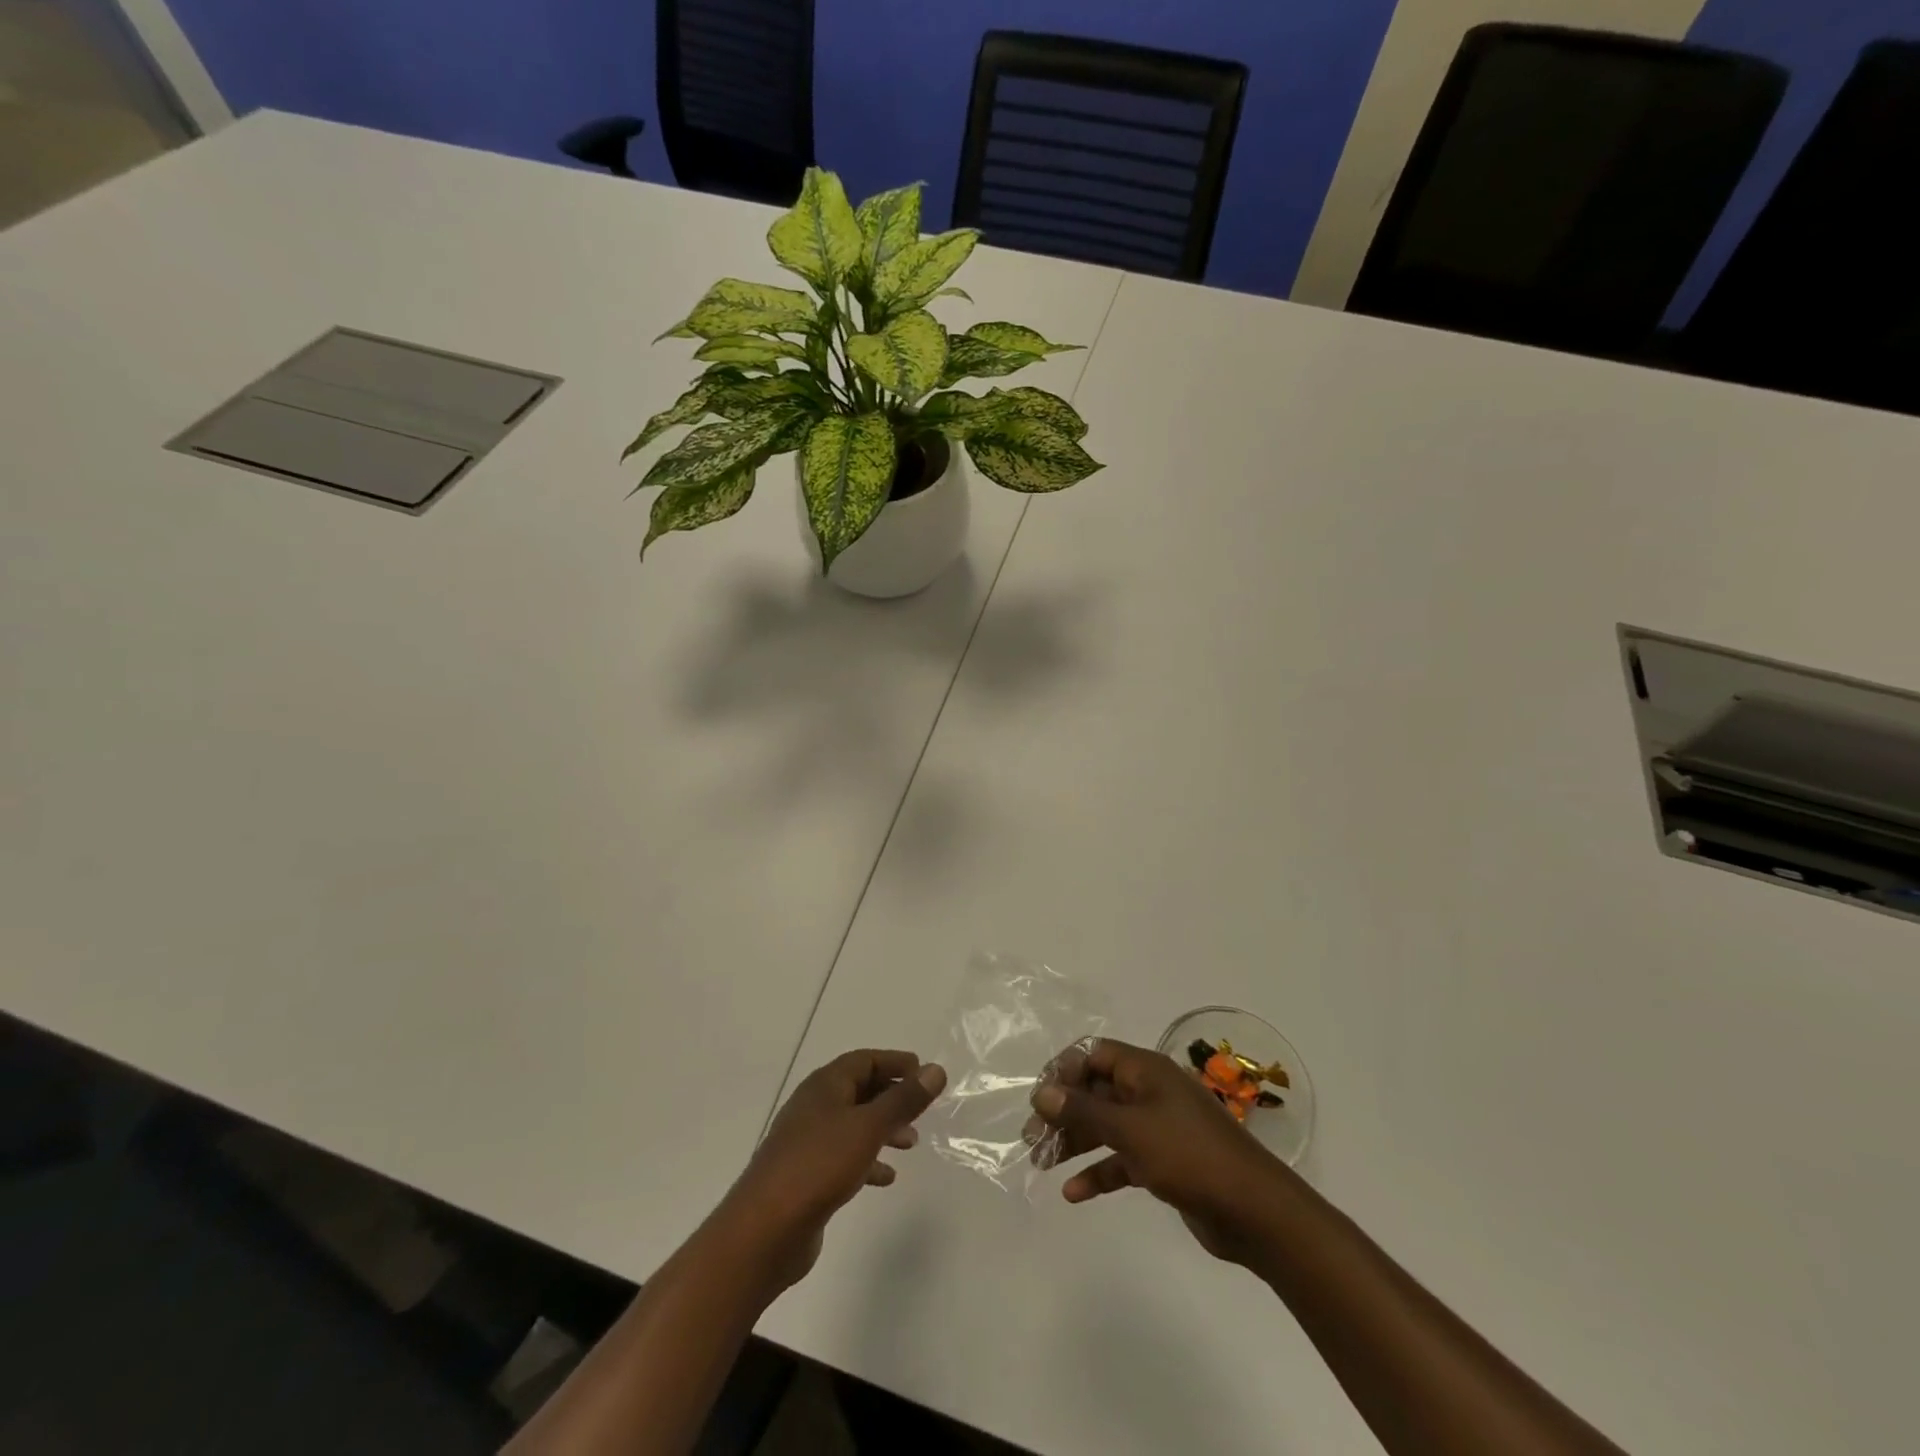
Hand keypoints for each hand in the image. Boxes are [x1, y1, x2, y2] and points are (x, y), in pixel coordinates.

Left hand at [715, 1049, 945, 1290]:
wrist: (763, 1231)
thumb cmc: (818, 1166)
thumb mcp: (868, 1128)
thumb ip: (903, 1100)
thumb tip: (935, 1070)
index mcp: (825, 1086)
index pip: (864, 1060)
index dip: (895, 1062)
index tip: (924, 1071)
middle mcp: (814, 1107)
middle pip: (859, 1090)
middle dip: (891, 1096)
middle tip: (922, 1108)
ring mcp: (807, 1142)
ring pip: (853, 1124)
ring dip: (883, 1128)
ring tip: (911, 1143)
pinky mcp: (806, 1175)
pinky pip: (844, 1156)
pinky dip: (867, 1160)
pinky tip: (886, 1177)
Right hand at [1030, 1037, 1287, 1263]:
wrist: (1254, 1211)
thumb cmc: (1189, 1155)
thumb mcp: (1130, 1129)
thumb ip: (1084, 1110)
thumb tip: (1042, 1091)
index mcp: (1145, 1070)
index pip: (1094, 1054)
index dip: (1064, 1070)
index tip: (1039, 1098)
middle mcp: (1149, 1092)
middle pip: (1096, 1091)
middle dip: (1064, 1111)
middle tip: (1032, 1137)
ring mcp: (1158, 1127)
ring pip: (1106, 1126)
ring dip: (1075, 1141)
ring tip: (1041, 1162)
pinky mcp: (1164, 1162)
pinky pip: (1122, 1159)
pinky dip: (1099, 1172)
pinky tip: (1074, 1193)